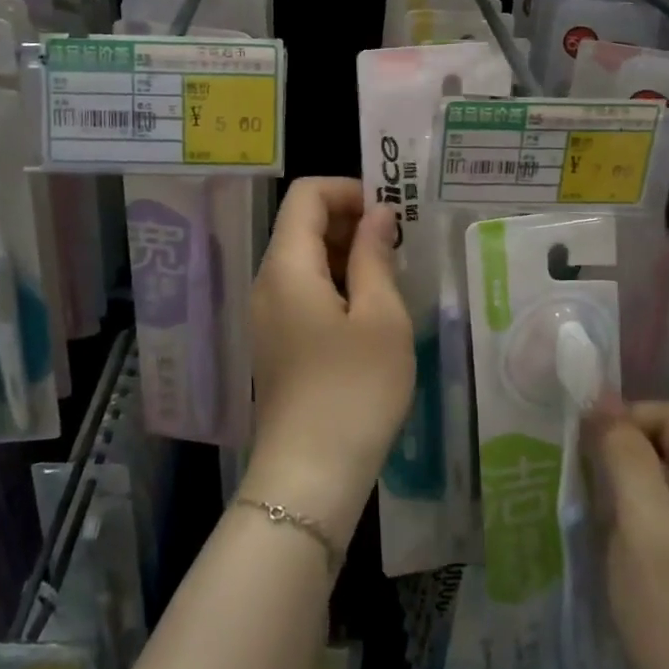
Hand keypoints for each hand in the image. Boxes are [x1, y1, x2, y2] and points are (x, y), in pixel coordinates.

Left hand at [246, 178, 414, 534]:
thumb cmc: (353, 391)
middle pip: (301, 224)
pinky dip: (336, 284)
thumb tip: (379, 215)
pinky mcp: (276, 342)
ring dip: (347, 254)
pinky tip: (370, 312)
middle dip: (350, 221)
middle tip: (401, 245)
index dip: (349, 190)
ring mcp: (267, 314)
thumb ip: (376, 256)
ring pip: (304, 259)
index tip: (391, 213)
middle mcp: (267, 282)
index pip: (307, 194)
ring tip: (392, 278)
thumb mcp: (381, 318)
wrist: (308, 477)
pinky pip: (303, 291)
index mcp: (287, 266)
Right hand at [585, 400, 668, 668]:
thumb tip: (600, 400)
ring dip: (627, 485)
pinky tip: (614, 538)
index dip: (626, 420)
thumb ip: (624, 459)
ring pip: (668, 478)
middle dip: (625, 455)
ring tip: (594, 510)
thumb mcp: (644, 533)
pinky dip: (639, 513)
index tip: (582, 446)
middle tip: (583, 481)